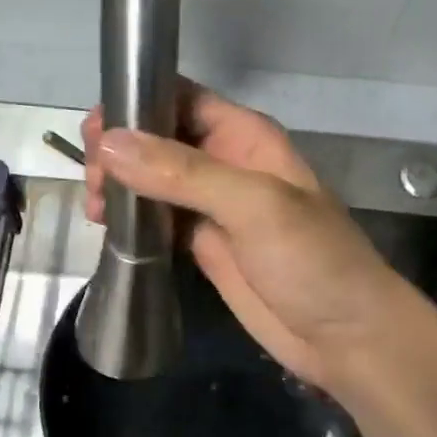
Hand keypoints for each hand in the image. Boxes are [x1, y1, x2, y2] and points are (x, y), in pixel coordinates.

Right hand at [81, 79, 417, 393]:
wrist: (344, 336)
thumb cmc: (311, 260)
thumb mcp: (253, 205)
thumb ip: (183, 173)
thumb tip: (110, 143)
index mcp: (245, 138)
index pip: (182, 100)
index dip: (137, 104)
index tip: (95, 128)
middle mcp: (225, 165)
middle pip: (159, 140)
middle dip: (120, 149)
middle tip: (92, 178)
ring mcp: (212, 208)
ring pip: (153, 181)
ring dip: (120, 185)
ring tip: (93, 206)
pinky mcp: (202, 246)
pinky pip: (157, 220)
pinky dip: (131, 220)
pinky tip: (106, 227)